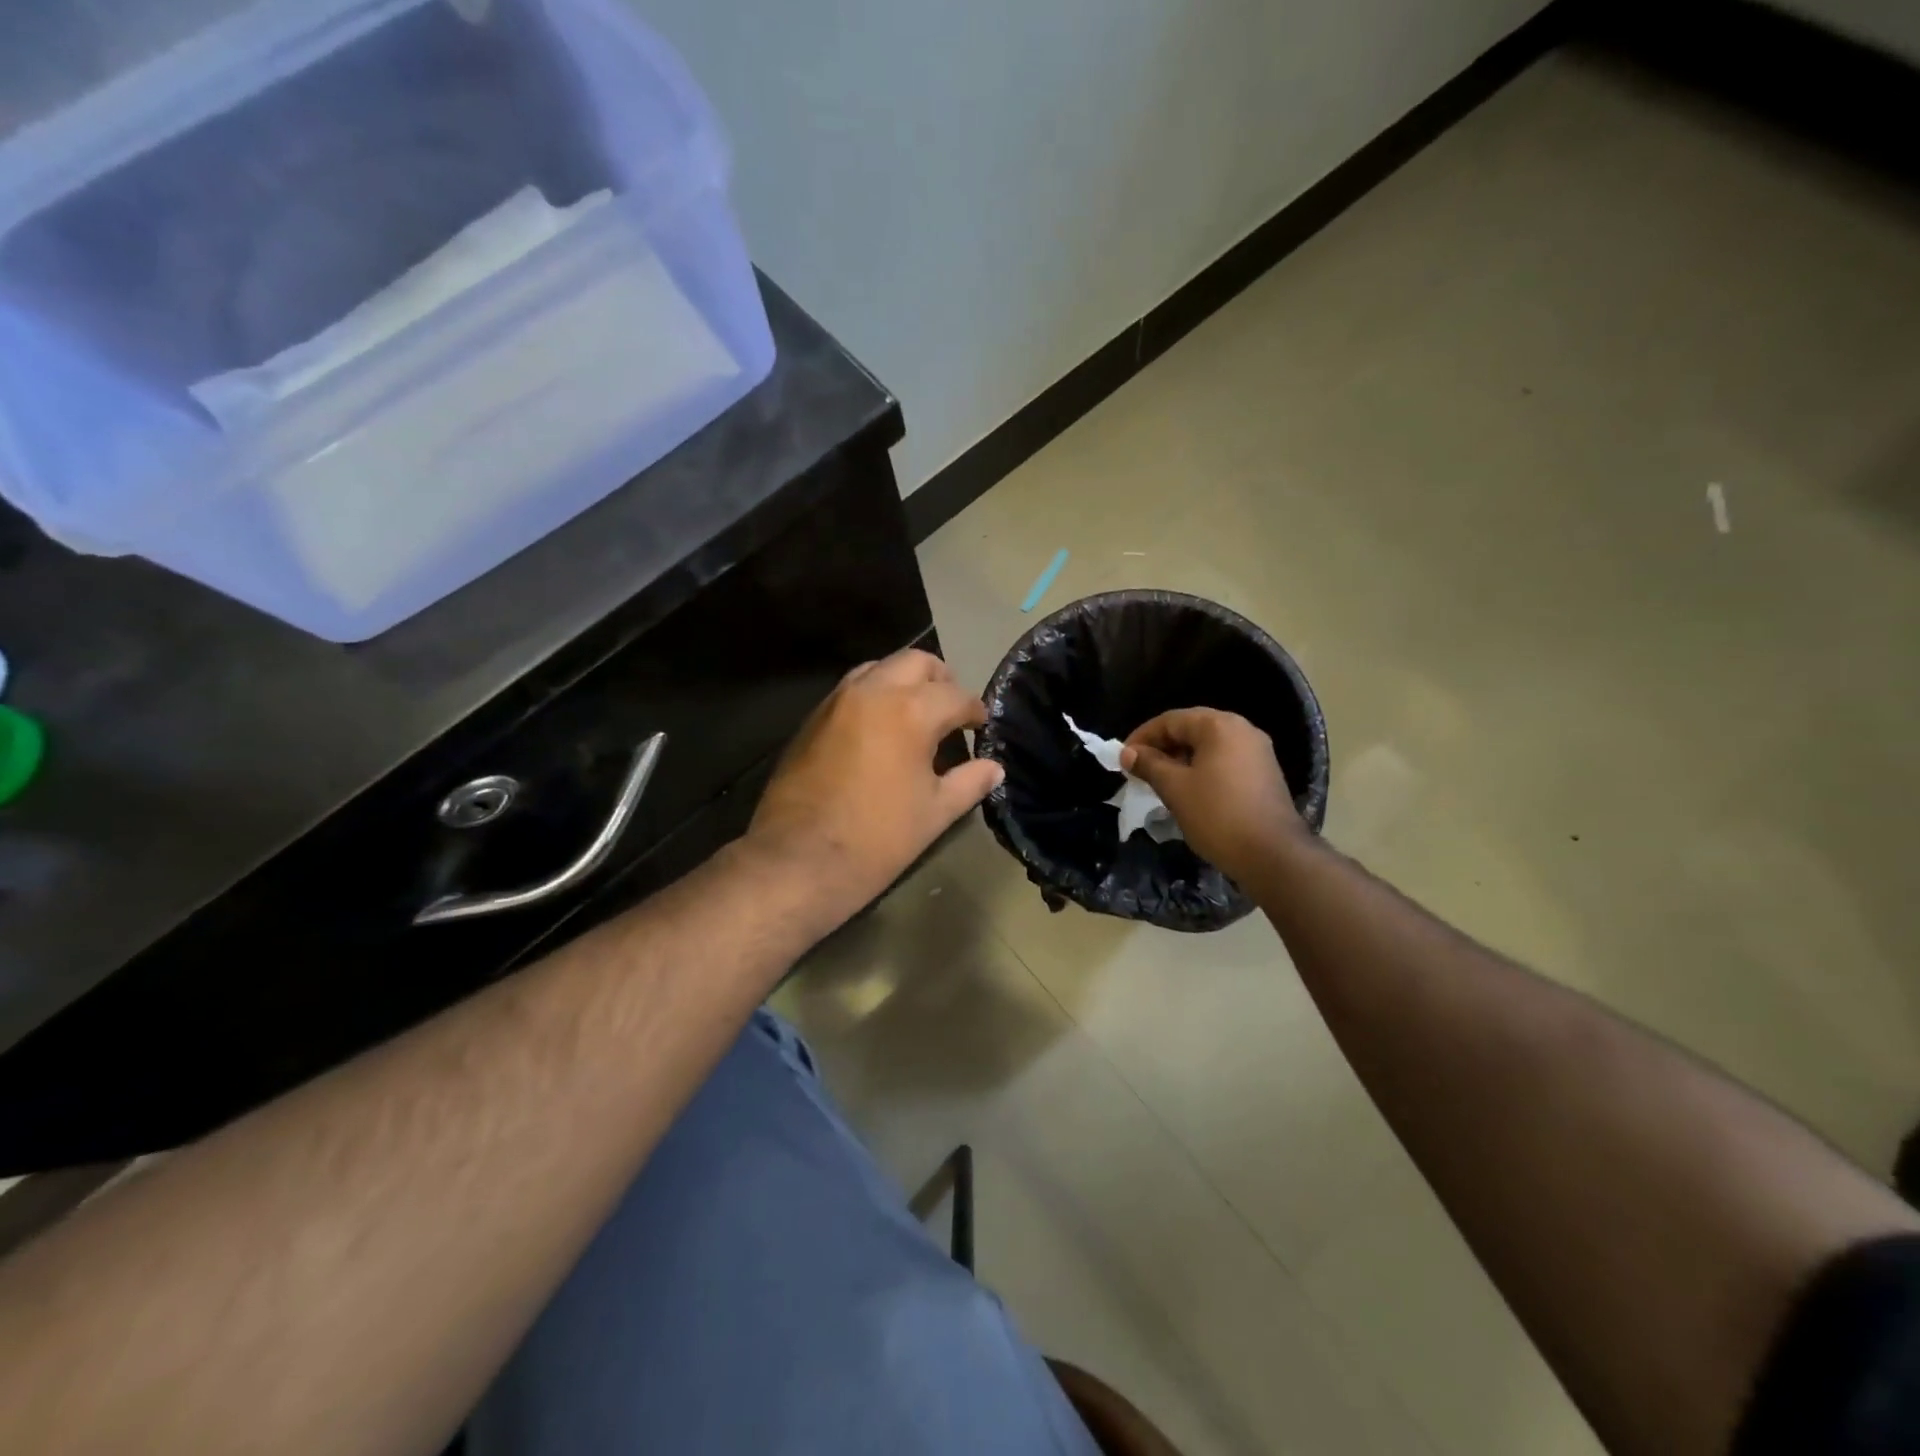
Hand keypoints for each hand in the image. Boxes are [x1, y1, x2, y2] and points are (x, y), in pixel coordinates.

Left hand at [747, 649, 1002, 928]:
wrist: (799, 859)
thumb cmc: (878, 838)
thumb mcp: (935, 813)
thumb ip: (969, 782)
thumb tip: (994, 768)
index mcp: (910, 711)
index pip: (955, 695)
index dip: (975, 710)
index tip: (981, 725)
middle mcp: (873, 692)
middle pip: (915, 662)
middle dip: (940, 679)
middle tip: (951, 708)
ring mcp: (837, 701)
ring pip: (877, 668)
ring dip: (902, 680)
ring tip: (915, 712)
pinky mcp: (812, 719)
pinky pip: (850, 690)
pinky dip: (872, 695)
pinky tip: (879, 728)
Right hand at [1120, 708, 1305, 882]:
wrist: (1272, 855)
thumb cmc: (1217, 815)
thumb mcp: (1174, 788)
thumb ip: (1149, 764)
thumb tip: (1128, 752)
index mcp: (1219, 726)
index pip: (1171, 720)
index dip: (1142, 737)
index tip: (1123, 759)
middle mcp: (1242, 730)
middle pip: (1191, 729)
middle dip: (1162, 747)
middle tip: (1139, 770)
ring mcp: (1258, 752)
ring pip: (1208, 746)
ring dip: (1180, 760)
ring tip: (1159, 782)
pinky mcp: (1264, 774)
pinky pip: (1224, 761)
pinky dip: (1201, 770)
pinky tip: (1189, 791)